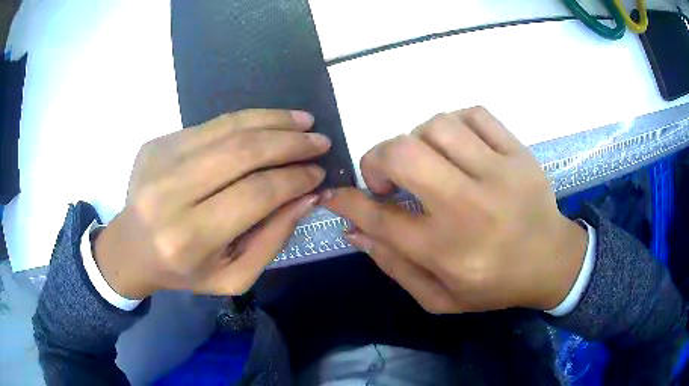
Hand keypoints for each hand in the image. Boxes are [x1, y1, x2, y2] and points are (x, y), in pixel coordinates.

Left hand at [94, 109, 330, 298]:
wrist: (131, 249)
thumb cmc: (183, 271)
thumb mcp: (233, 276)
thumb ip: (273, 239)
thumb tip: (307, 196)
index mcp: (189, 237)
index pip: (255, 194)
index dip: (294, 179)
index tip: (318, 173)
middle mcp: (170, 193)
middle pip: (242, 153)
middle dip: (290, 143)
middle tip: (320, 140)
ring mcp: (160, 160)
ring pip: (228, 128)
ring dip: (273, 120)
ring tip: (303, 121)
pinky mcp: (158, 143)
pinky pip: (211, 124)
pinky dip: (247, 119)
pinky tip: (269, 122)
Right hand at [322, 107, 586, 313]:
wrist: (551, 262)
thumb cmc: (494, 286)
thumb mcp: (439, 298)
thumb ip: (393, 266)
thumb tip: (354, 229)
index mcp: (447, 251)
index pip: (379, 216)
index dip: (347, 200)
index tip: (335, 194)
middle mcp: (470, 207)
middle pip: (404, 155)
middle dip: (377, 159)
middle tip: (386, 178)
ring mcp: (500, 173)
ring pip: (437, 126)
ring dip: (417, 140)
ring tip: (427, 163)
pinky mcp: (519, 153)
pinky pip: (475, 115)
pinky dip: (454, 124)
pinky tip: (457, 147)